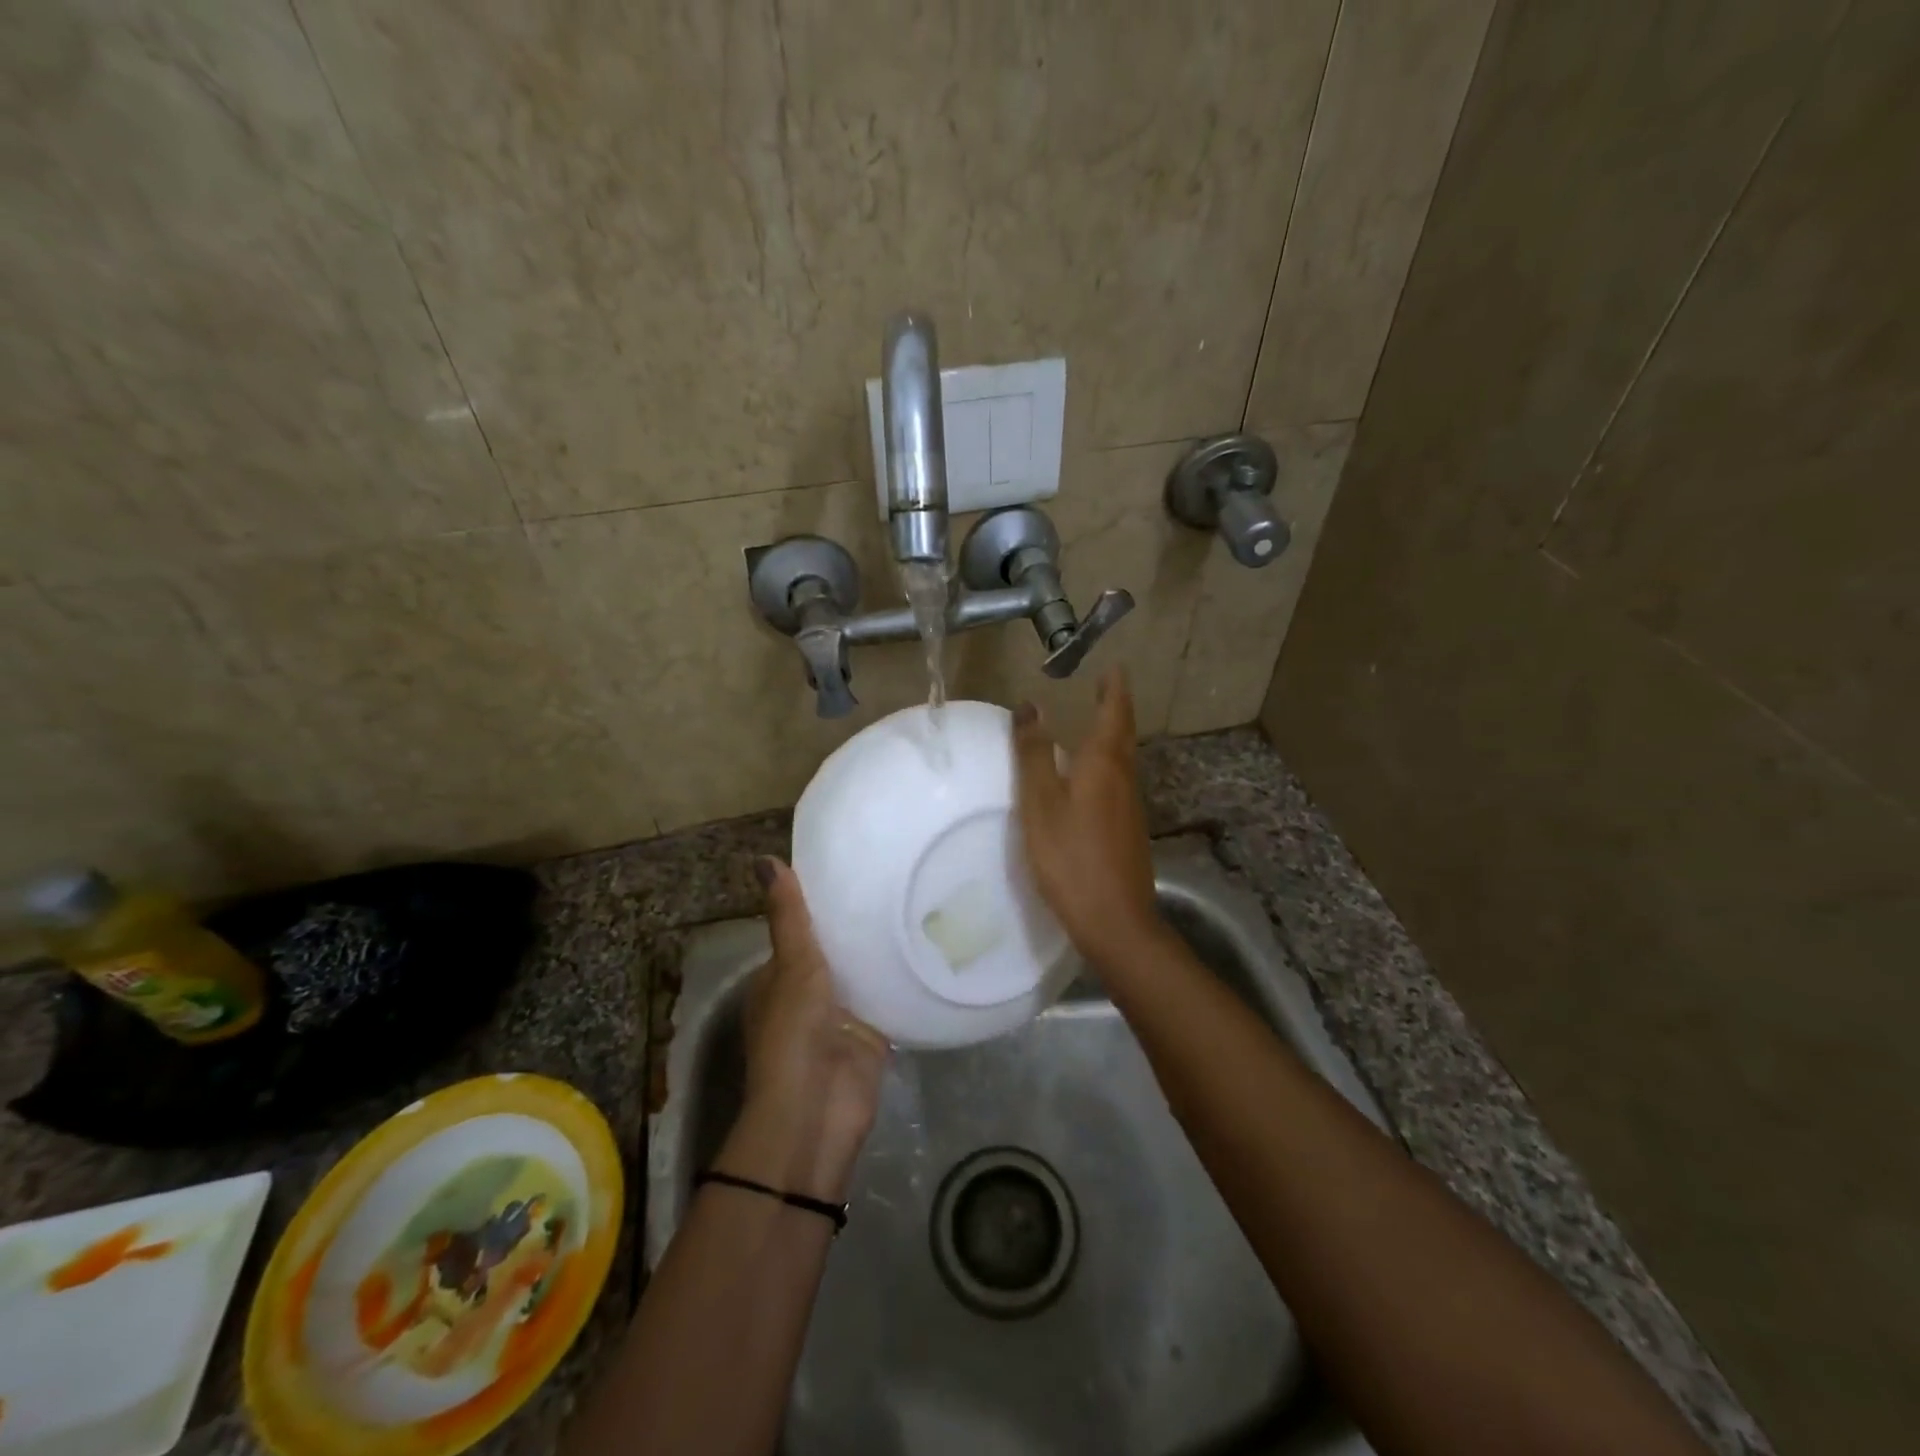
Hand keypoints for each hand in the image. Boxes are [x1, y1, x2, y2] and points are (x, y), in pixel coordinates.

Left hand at [719, 857, 890, 1203]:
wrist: (817, 1110)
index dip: (822, 905)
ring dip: (882, 954)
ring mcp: (842, 1018)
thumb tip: (763, 859)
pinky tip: (930, 949)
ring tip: (918, 905)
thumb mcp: (792, 966)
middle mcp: (809, 997)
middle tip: (897, 881)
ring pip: (864, 976)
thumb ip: (789, 917)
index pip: (802, 932)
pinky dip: (904, 982)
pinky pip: (890, 1001)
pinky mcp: (873, 1037)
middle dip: (859, 927)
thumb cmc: (794, 1032)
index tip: (854, 871)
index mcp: (778, 980)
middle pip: (836, 953)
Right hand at [1011, 667, 1162, 966]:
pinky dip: (1105, 766)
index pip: (1114, 712)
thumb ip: (1034, 754)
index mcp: (1104, 764)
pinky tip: (1089, 782)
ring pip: (1122, 760)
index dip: (1114, 688)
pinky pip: (1117, 784)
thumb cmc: (1071, 856)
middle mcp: (1124, 779)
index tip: (1114, 667)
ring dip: (1111, 736)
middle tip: (1104, 687)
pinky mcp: (1128, 831)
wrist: (1115, 920)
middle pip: (1123, 734)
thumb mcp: (1040, 803)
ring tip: (1093, 726)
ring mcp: (1130, 807)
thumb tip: (1030, 705)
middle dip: (1115, 708)